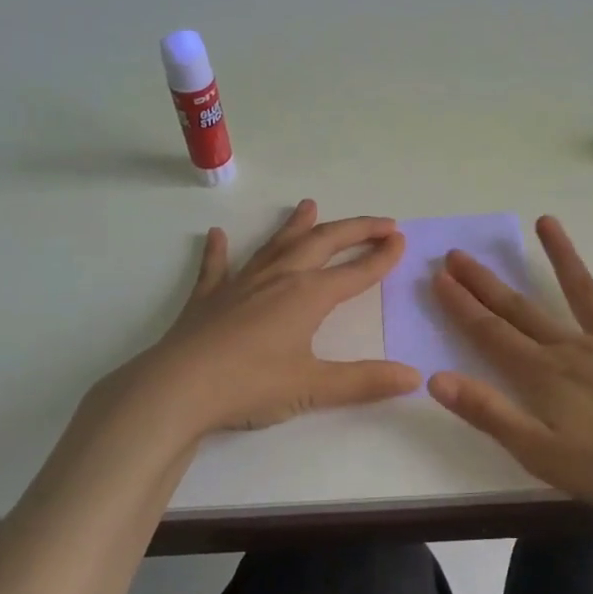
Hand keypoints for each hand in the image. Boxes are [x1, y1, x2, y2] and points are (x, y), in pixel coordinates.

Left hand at [127, 199, 422, 435]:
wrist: (177, 389)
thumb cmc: (250, 385)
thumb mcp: (313, 387)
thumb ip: (365, 381)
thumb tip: (414, 376)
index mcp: (307, 296)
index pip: (355, 273)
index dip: (381, 257)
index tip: (400, 239)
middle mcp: (278, 279)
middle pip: (322, 244)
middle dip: (354, 230)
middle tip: (379, 222)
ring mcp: (240, 284)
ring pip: (275, 245)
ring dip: (296, 225)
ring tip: (309, 205)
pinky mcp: (208, 298)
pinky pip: (215, 267)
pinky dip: (218, 251)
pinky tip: (216, 235)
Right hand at [429, 216, 592, 522]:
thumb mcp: (543, 454)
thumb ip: (490, 414)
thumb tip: (436, 379)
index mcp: (547, 376)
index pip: (492, 334)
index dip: (462, 306)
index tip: (439, 276)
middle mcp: (577, 347)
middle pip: (523, 309)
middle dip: (488, 283)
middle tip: (460, 253)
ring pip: (584, 291)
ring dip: (562, 256)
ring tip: (545, 220)